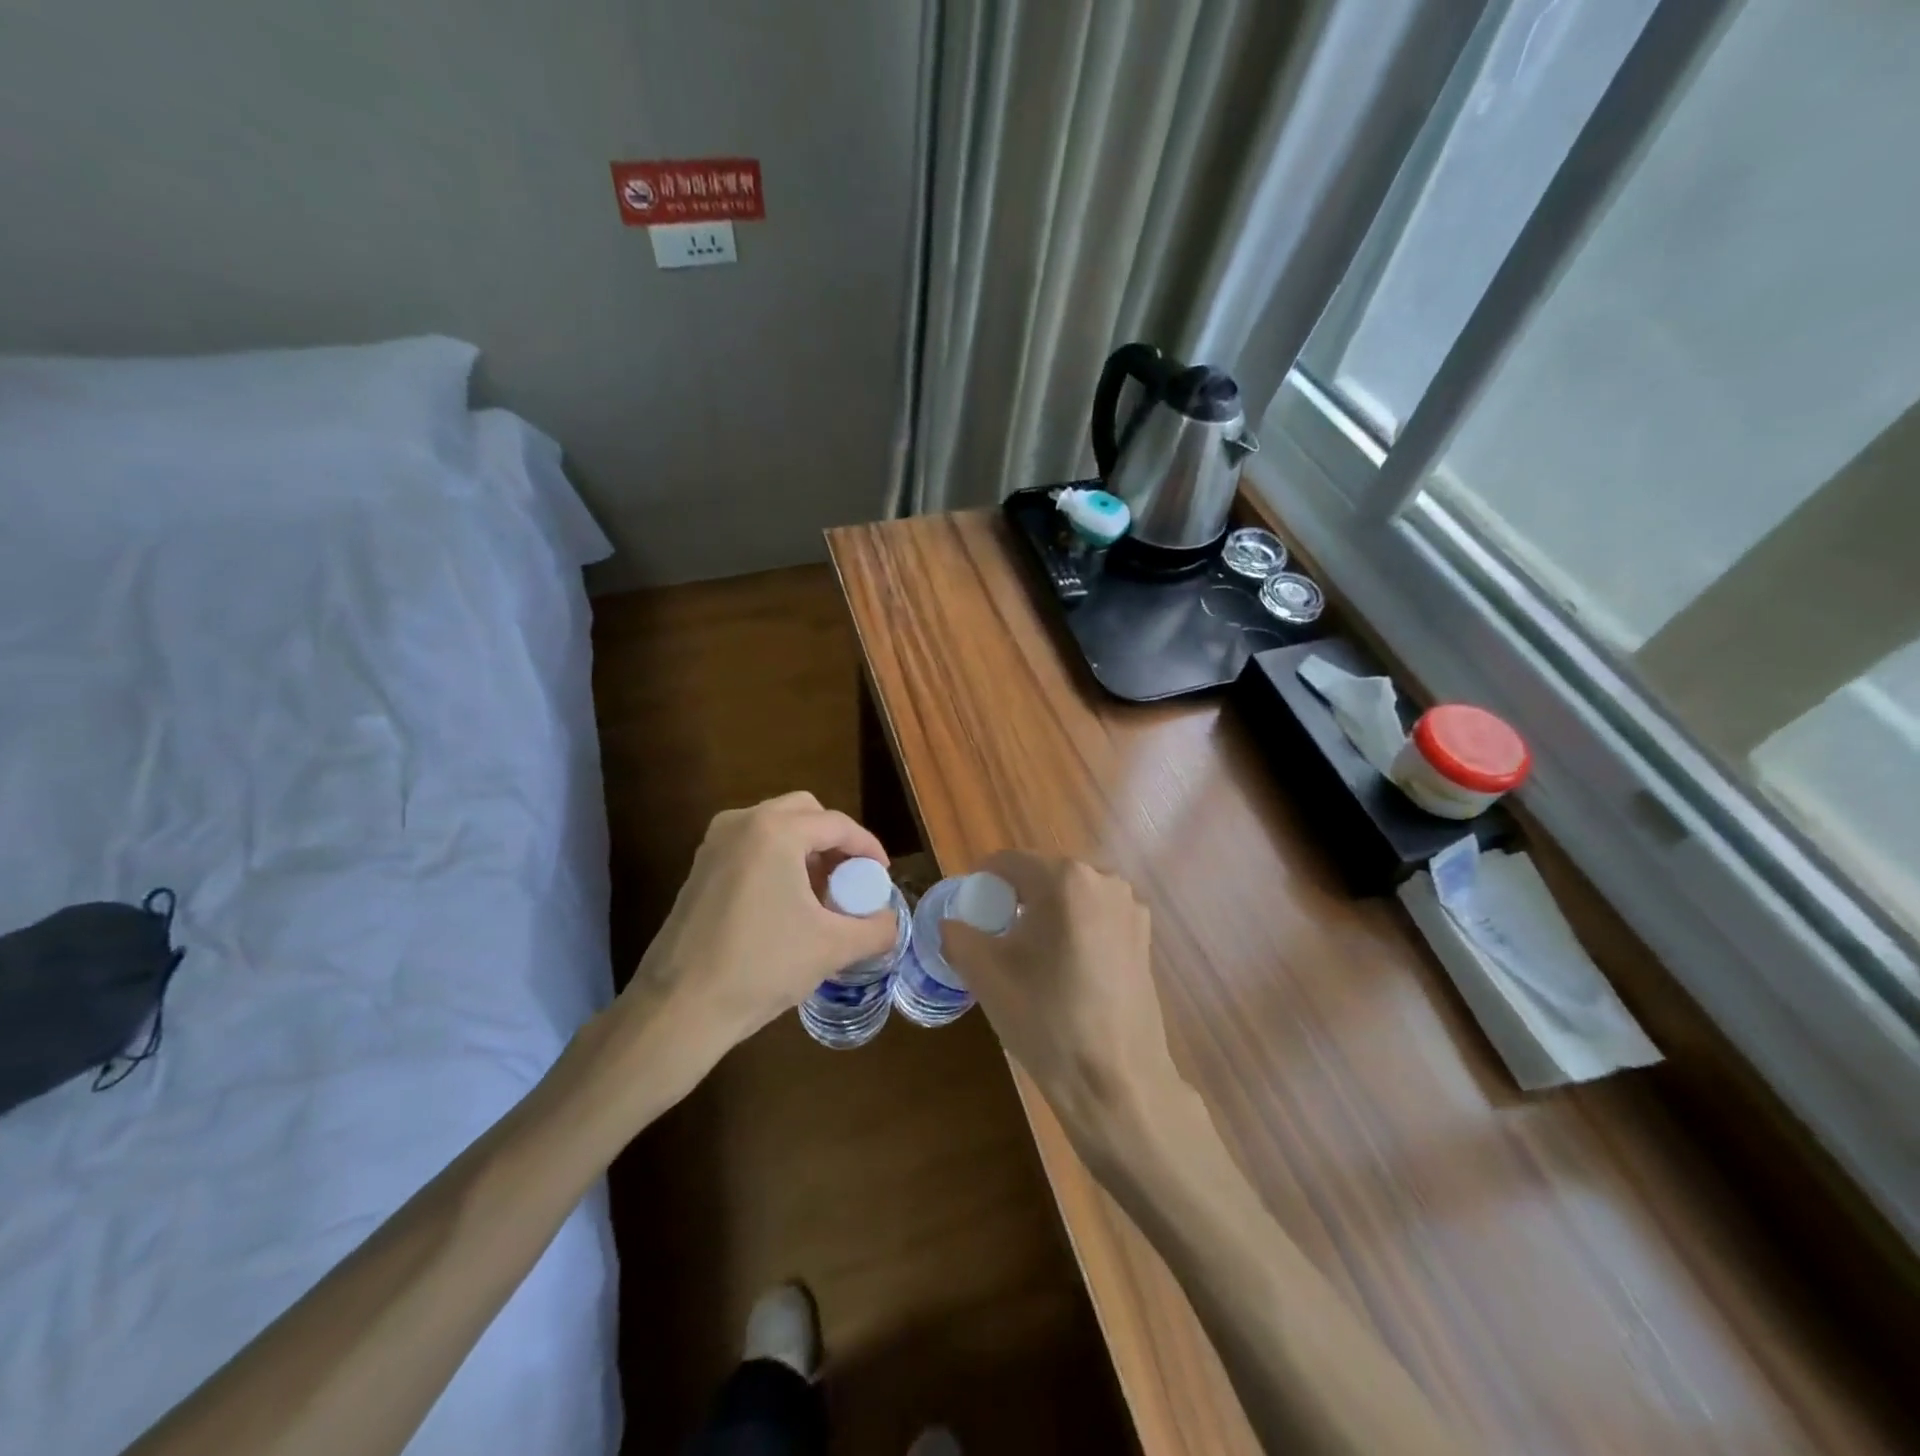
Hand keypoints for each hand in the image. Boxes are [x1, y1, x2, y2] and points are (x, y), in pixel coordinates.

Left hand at [612, 793, 897, 1081]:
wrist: (679, 1007)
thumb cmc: (761, 966)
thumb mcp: (832, 948)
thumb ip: (876, 929)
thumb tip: (891, 924)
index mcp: (776, 831)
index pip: (837, 824)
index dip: (868, 848)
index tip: (882, 876)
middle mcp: (742, 824)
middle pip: (804, 813)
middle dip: (833, 841)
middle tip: (850, 877)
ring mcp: (714, 844)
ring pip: (774, 827)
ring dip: (804, 850)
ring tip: (821, 893)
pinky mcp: (699, 868)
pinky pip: (750, 846)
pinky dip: (776, 860)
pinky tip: (786, 904)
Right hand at [942, 852, 1186, 1164]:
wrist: (1118, 1082)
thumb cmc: (1048, 1021)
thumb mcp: (986, 976)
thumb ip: (958, 936)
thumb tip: (952, 923)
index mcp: (1065, 879)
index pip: (1008, 863)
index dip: (981, 884)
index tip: (970, 915)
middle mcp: (1104, 879)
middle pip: (1042, 875)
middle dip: (1014, 899)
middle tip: (995, 938)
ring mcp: (1130, 906)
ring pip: (1070, 895)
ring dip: (1044, 913)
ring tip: (1029, 957)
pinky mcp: (1144, 934)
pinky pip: (1094, 915)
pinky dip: (1073, 928)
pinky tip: (1065, 968)